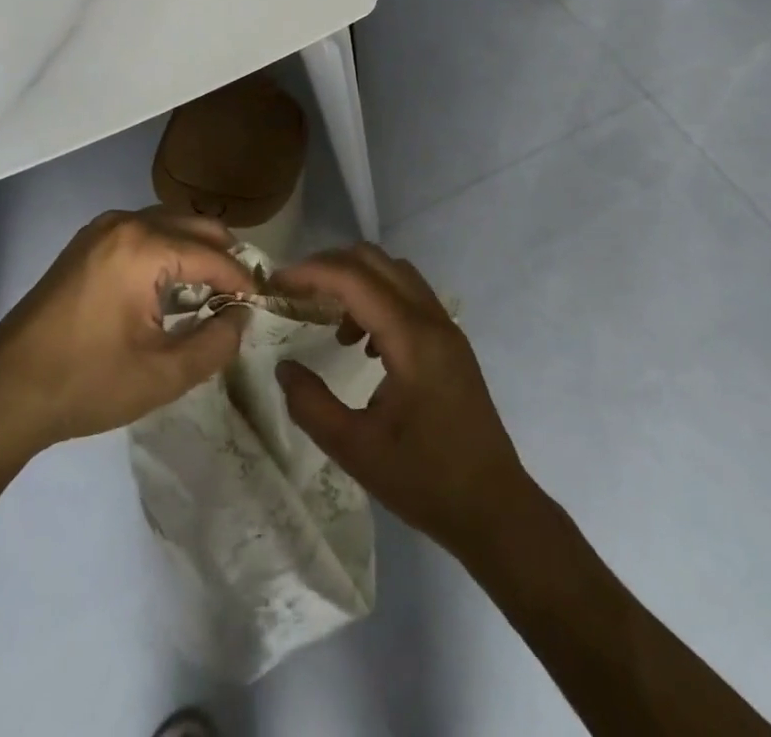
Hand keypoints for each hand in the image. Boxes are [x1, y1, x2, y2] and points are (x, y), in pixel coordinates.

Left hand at [0, 209, 253, 473]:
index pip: (214, 255)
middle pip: (194, 226)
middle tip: (242, 295)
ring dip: (196, 251)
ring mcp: (101, 229)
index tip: (262, 303)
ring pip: (169, 225)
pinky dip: (168, 251)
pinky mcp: (86, 243)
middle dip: (224, 257)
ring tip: (213, 292)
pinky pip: (143, 232)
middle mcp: (124, 223)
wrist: (4, 395)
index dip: (242, 280)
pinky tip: (172, 286)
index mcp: (144, 246)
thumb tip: (242, 316)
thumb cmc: (87, 384)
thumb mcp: (164, 374)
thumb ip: (217, 342)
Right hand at [271, 244, 534, 558]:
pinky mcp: (450, 342)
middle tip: (297, 294)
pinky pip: (409, 296)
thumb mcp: (356, 450)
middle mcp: (431, 319)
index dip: (310, 272)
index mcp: (411, 338)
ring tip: (330, 324)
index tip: (276, 282)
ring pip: (394, 273)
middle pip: (375, 261)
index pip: (353, 278)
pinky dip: (378, 299)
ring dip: (356, 282)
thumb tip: (284, 367)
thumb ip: (311, 404)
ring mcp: (446, 328)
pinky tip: (364, 346)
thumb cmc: (426, 481)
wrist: (495, 509)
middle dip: (330, 267)